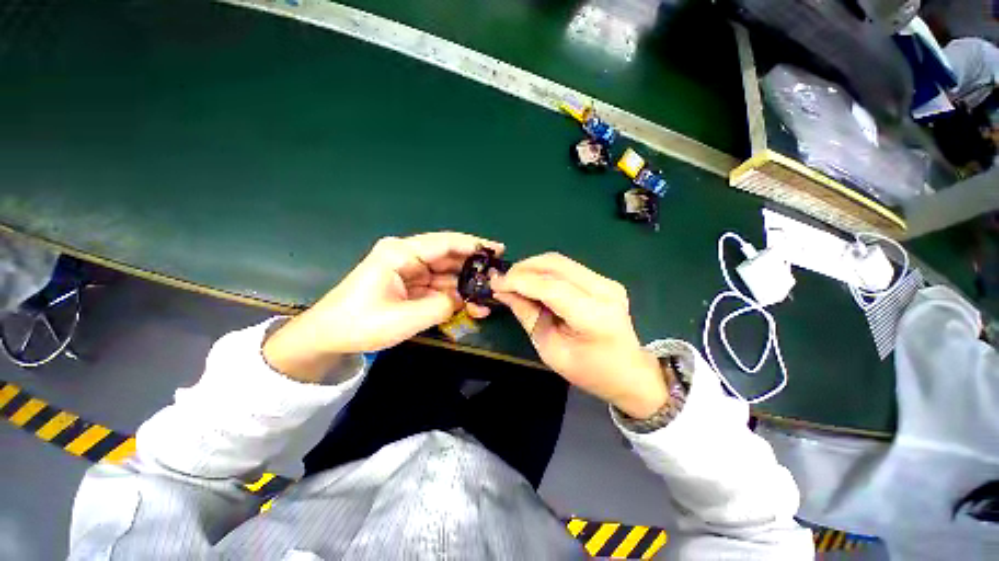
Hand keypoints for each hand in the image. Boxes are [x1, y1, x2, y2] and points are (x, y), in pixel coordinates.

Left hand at [264, 232, 503, 380]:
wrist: (329, 337)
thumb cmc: (360, 324)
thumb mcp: (404, 318)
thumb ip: (441, 306)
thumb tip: (464, 299)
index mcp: (400, 253)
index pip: (444, 243)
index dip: (473, 245)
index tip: (498, 250)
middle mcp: (407, 256)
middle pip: (449, 257)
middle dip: (474, 268)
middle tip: (498, 277)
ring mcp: (410, 271)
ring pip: (447, 273)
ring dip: (466, 286)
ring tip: (488, 298)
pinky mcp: (411, 284)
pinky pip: (439, 287)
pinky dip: (454, 296)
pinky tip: (471, 306)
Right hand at [491, 253, 668, 418]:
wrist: (629, 372)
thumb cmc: (588, 370)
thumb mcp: (550, 349)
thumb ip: (527, 315)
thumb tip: (504, 292)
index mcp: (593, 315)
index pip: (549, 286)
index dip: (518, 281)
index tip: (495, 283)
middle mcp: (603, 290)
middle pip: (555, 264)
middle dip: (523, 268)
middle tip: (503, 281)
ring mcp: (607, 281)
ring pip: (560, 261)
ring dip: (533, 267)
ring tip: (515, 281)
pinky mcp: (604, 280)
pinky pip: (567, 267)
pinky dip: (545, 271)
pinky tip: (534, 282)